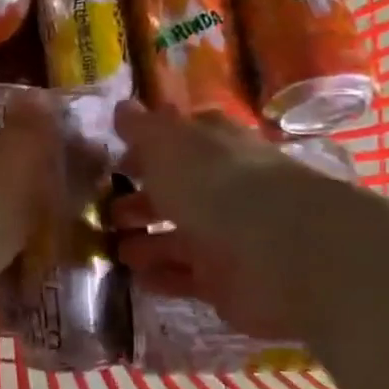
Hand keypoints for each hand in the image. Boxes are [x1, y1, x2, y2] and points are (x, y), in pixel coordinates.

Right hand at [110, 101, 366, 346]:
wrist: (282, 252)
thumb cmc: (217, 184)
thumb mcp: (168, 144)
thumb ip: (143, 129)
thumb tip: (122, 107)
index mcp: (215, 146)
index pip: (182, 137)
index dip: (149, 145)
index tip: (117, 158)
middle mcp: (224, 187)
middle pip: (178, 191)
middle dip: (142, 199)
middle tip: (107, 210)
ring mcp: (228, 236)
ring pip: (180, 236)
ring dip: (147, 240)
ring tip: (114, 248)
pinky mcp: (228, 282)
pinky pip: (187, 277)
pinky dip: (162, 276)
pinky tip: (136, 277)